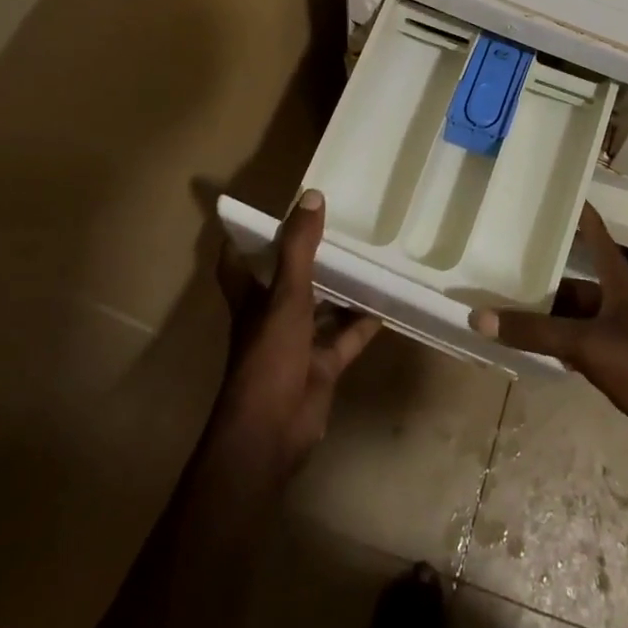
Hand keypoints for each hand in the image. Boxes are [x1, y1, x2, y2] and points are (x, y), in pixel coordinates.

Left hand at [209, 189, 379, 479]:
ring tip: (371, 256)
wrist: (271, 432)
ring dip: (342, 287)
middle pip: (289, 280)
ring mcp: (297, 343)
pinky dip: (365, 322)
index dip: (247, 237)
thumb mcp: (285, 295)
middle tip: (339, 224)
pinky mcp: (322, 365)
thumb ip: (299, 248)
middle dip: (309, 256)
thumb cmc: (269, 356)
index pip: (239, 261)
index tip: (266, 210)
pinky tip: (388, 301)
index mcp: (253, 298)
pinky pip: (347, 337)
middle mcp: (272, 316)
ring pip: (322, 307)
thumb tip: (312, 195)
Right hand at [469, 202, 627, 473]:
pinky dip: (559, 348)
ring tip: (508, 312)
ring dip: (548, 319)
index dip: (581, 215)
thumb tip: (479, 316)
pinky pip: (581, 349)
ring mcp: (622, 337)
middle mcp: (620, 304)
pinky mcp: (620, 368)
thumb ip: (535, 333)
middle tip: (504, 272)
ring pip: (576, 319)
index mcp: (620, 285)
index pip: (597, 237)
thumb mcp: (586, 344)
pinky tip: (535, 352)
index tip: (559, 194)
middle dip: (545, 281)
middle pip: (577, 285)